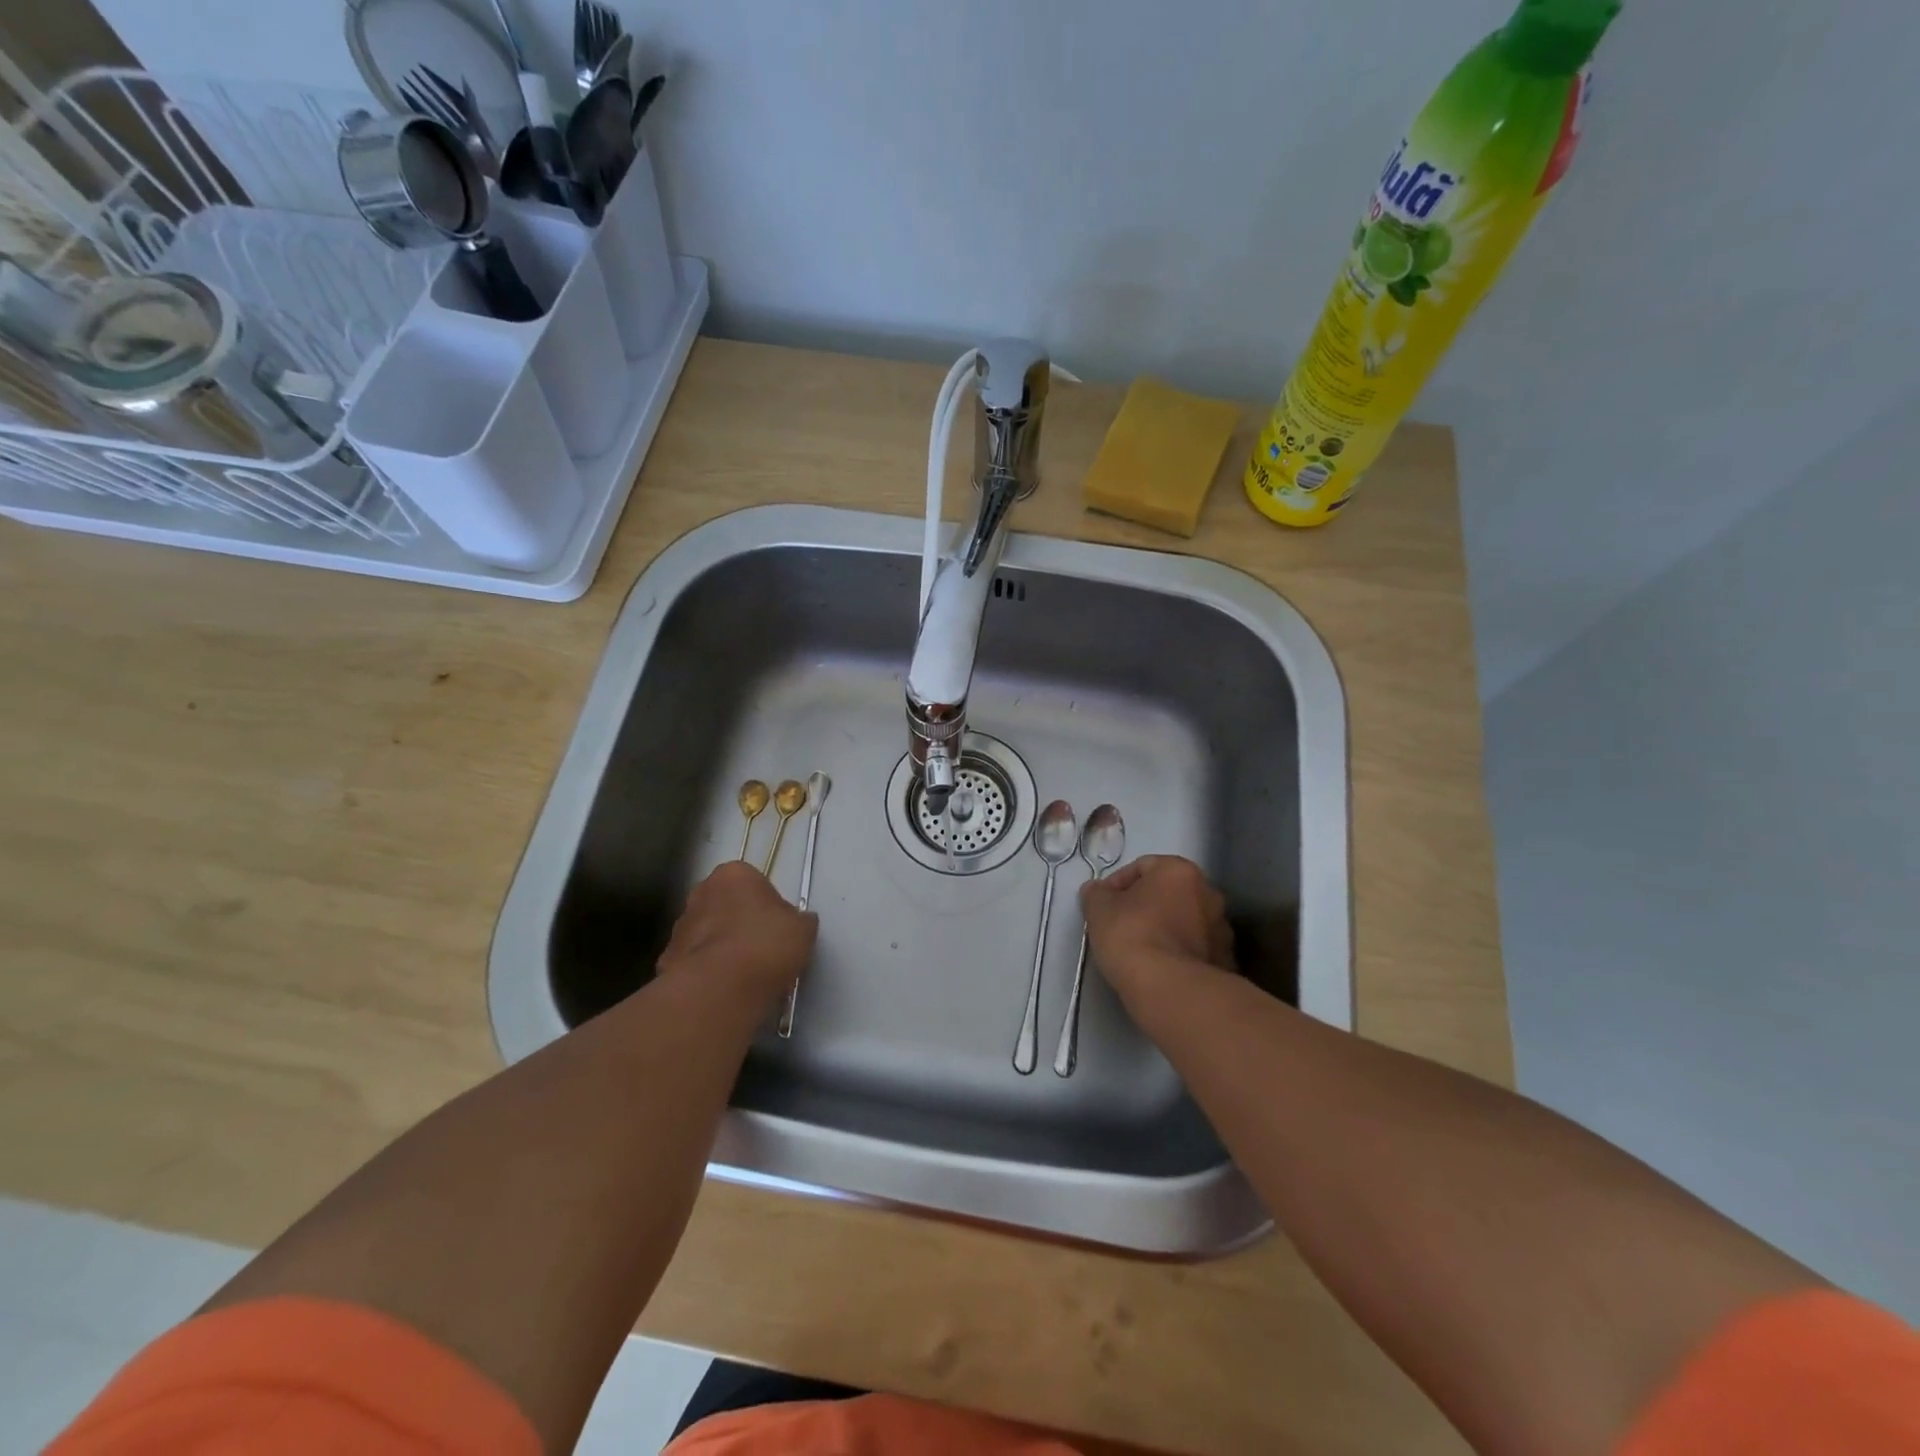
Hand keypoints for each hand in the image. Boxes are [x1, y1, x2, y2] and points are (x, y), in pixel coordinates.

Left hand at [657, 861, 817, 1005]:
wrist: (719, 988)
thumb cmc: (766, 945)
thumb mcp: (802, 929)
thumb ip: (799, 920)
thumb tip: (797, 922)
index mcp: (734, 874)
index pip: (753, 882)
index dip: (767, 905)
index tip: (777, 927)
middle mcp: (701, 892)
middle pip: (725, 905)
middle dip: (739, 922)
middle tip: (762, 949)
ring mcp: (680, 926)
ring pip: (707, 933)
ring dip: (721, 947)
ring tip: (744, 975)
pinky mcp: (666, 960)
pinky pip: (694, 962)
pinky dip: (707, 972)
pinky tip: (724, 990)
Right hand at [1081, 854, 1233, 1011]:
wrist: (1169, 988)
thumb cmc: (1132, 935)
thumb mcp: (1099, 909)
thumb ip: (1096, 894)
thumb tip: (1097, 890)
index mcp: (1180, 871)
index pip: (1142, 866)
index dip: (1117, 884)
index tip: (1103, 905)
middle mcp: (1208, 892)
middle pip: (1168, 892)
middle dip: (1145, 905)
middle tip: (1121, 925)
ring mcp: (1221, 928)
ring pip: (1184, 920)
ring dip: (1165, 928)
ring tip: (1141, 950)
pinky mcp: (1225, 961)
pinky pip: (1195, 948)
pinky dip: (1179, 952)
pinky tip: (1160, 968)